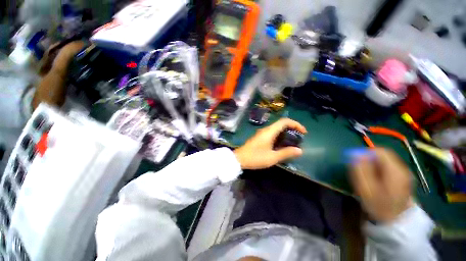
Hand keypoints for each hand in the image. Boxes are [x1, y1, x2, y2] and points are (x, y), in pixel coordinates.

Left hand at [234, 118, 306, 169]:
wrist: (240, 159)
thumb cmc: (255, 158)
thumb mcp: (272, 157)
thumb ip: (286, 153)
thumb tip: (299, 150)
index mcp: (269, 131)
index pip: (284, 121)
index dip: (296, 124)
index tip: (303, 132)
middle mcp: (265, 129)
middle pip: (281, 124)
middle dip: (292, 128)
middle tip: (299, 138)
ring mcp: (261, 133)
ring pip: (276, 128)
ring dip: (286, 132)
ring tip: (293, 141)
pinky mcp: (259, 137)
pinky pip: (272, 133)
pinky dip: (279, 136)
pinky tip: (281, 144)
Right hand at [350, 148, 413, 222]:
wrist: (394, 221)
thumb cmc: (378, 205)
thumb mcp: (365, 188)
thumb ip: (360, 169)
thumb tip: (355, 154)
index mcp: (395, 171)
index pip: (381, 152)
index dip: (366, 152)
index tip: (356, 159)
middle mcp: (403, 169)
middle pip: (384, 155)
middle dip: (369, 159)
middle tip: (359, 168)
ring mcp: (404, 174)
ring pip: (386, 161)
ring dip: (374, 164)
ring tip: (366, 175)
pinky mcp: (403, 179)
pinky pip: (389, 167)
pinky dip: (380, 169)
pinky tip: (375, 178)